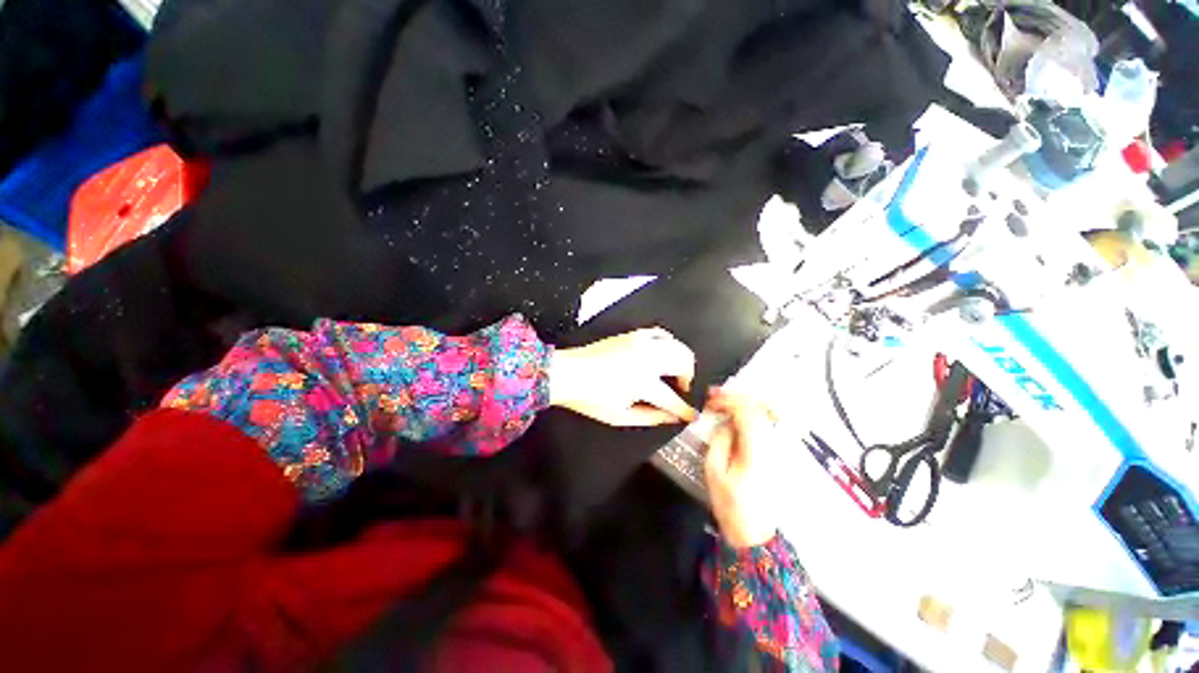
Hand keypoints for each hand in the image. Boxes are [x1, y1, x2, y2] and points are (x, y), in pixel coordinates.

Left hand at [549, 328, 696, 426]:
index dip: (685, 409)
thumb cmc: (591, 398)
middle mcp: (647, 359)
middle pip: (683, 362)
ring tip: (675, 371)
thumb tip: (670, 417)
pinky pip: (659, 333)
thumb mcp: (620, 416)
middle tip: (682, 387)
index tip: (691, 415)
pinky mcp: (632, 335)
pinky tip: (665, 351)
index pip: (672, 398)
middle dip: (689, 377)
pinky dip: (668, 341)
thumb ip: (650, 417)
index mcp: (643, 382)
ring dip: (682, 359)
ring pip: (676, 345)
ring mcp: (640, 343)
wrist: (567, 373)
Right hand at [703, 388, 780, 547]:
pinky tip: (740, 414)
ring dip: (746, 402)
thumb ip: (719, 440)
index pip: (746, 413)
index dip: (727, 401)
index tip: (710, 400)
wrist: (755, 532)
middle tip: (716, 396)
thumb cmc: (731, 504)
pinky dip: (754, 413)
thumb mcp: (714, 472)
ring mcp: (779, 449)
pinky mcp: (779, 454)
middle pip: (761, 408)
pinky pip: (768, 424)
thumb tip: (724, 421)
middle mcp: (772, 445)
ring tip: (726, 401)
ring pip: (767, 413)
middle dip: (737, 396)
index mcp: (755, 450)